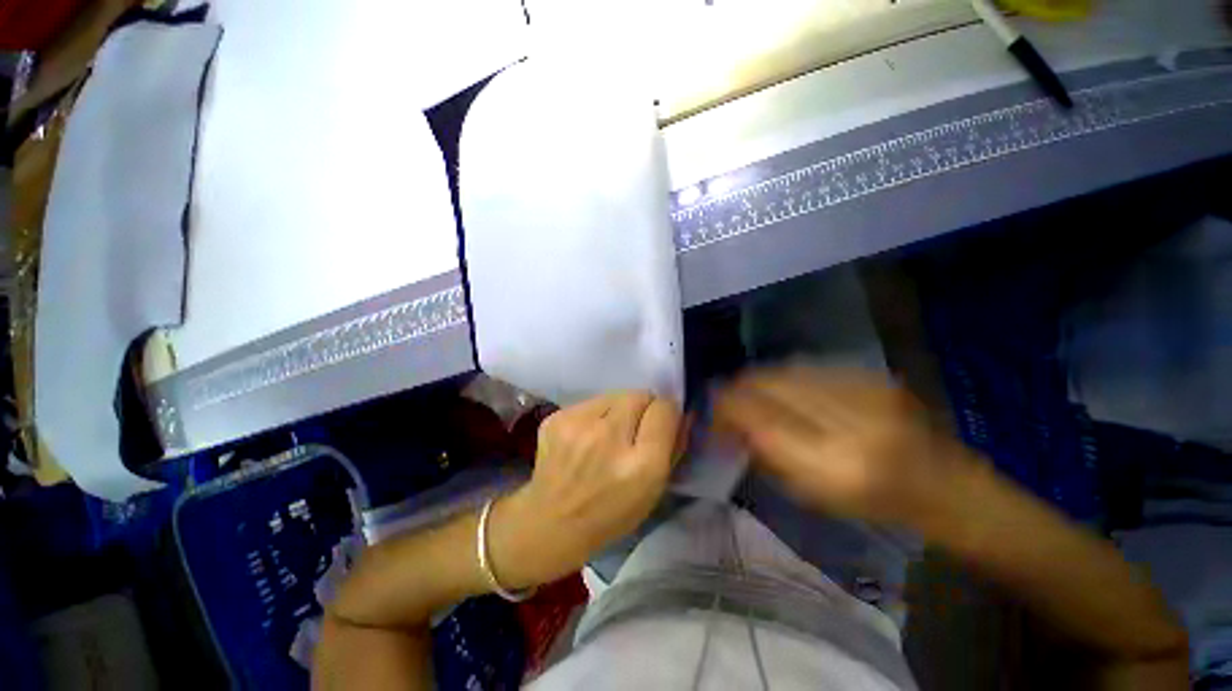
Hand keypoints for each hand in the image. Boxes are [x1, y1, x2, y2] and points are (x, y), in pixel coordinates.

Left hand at [489, 391, 681, 587]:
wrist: (549, 523)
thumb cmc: (610, 514)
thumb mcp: (654, 491)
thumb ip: (673, 447)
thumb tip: (682, 413)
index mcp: (641, 464)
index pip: (665, 409)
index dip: (666, 414)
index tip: (661, 423)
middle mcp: (609, 437)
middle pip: (640, 395)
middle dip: (644, 408)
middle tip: (634, 429)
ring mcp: (578, 424)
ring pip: (615, 395)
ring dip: (619, 409)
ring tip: (607, 433)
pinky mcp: (557, 417)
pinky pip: (591, 402)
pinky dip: (595, 414)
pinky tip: (586, 437)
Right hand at [715, 366, 974, 528]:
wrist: (945, 486)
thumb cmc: (873, 505)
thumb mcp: (810, 494)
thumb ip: (766, 453)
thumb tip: (730, 422)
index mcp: (833, 467)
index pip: (758, 418)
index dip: (727, 407)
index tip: (710, 409)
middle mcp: (849, 422)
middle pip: (769, 386)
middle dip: (737, 388)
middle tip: (723, 396)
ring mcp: (865, 392)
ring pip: (786, 370)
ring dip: (758, 378)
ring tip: (747, 389)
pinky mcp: (873, 376)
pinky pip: (810, 367)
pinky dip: (785, 375)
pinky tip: (781, 385)